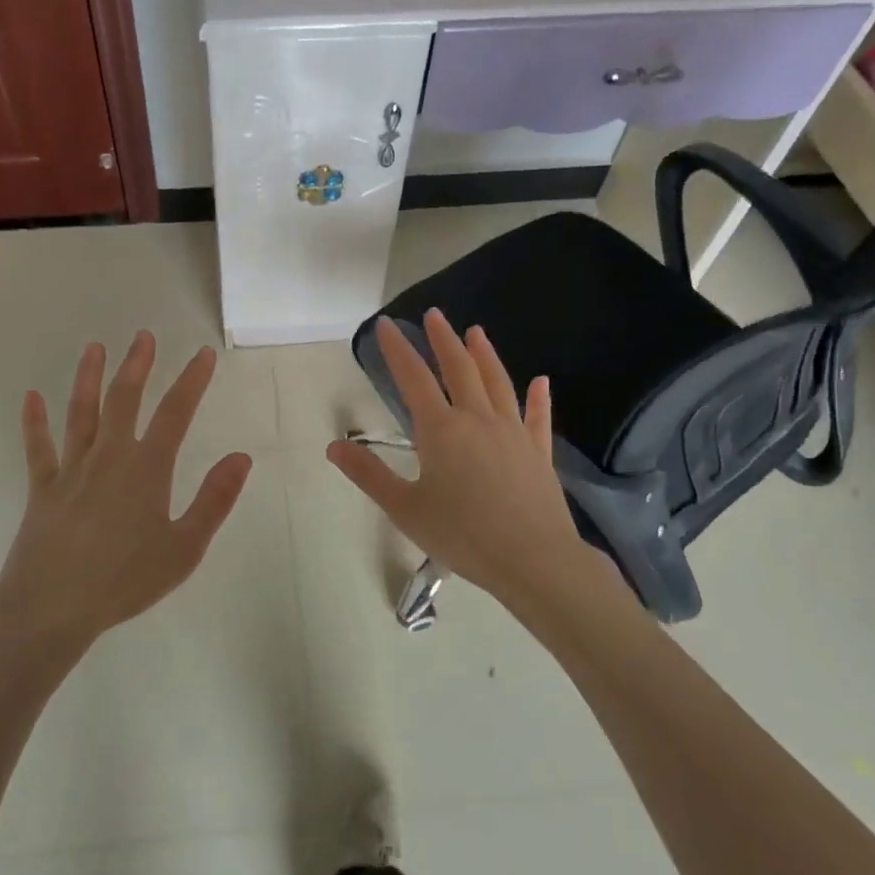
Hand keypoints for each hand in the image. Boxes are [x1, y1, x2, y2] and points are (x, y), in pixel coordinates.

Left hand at [0, 331, 251, 644]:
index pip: (175, 413)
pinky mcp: (42, 489)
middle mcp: (109, 457)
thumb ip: (214, 500)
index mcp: (146, 469)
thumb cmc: (125, 581)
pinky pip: (38, 448)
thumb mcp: (184, 548)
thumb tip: (241, 457)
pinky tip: (31, 397)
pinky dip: (34, 422)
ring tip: (95, 349)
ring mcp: (71, 470)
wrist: (51, 607)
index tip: (202, 355)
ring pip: (80, 413)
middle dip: (137, 365)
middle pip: (124, 399)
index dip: (191, 381)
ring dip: (88, 378)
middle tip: (143, 337)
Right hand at [327, 310, 600, 611]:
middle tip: (435, 315)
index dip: (398, 349)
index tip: (386, 325)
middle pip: (459, 369)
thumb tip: (334, 447)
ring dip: (485, 354)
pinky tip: (541, 381)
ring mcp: (513, 433)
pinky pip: (538, 417)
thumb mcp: (404, 509)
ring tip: (476, 332)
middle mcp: (478, 420)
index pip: (414, 378)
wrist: (533, 559)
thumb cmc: (462, 535)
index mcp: (441, 430)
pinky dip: (538, 397)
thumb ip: (369, 475)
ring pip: (497, 383)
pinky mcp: (538, 452)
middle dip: (444, 339)